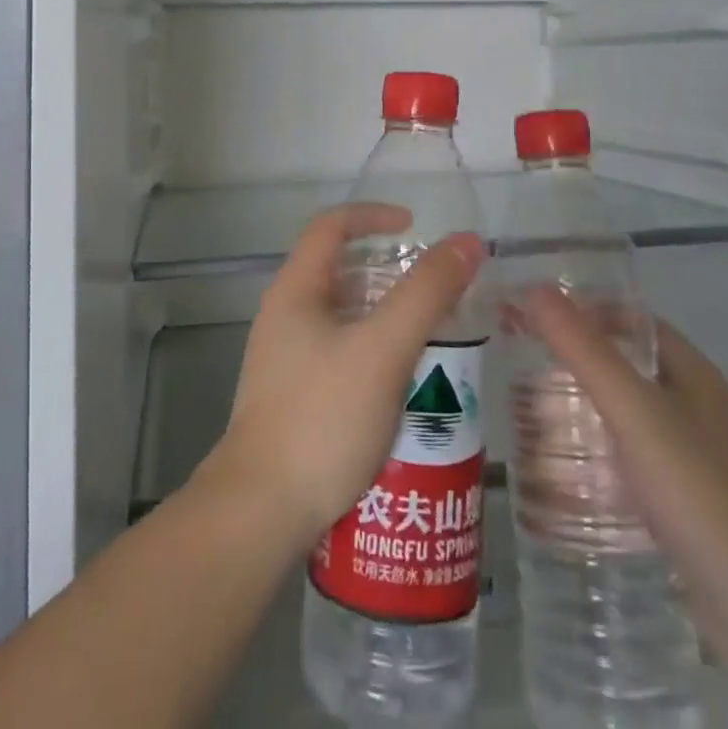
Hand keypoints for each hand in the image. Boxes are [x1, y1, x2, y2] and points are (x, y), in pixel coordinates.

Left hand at [205, 204, 486, 549]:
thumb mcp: (383, 350)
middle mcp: (284, 316)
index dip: (372, 215)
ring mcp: (284, 359)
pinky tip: (403, 388)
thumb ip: (426, 294)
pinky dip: (374, 353)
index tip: (414, 227)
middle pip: (338, 271)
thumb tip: (467, 242)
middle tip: (432, 291)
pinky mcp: (293, 397)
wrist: (260, 513)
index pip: (330, 226)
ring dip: (384, 317)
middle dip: (387, 272)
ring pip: (342, 317)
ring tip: (431, 338)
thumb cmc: (321, 418)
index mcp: (295, 290)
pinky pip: (339, 355)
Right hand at [521, 288, 727, 669]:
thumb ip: (584, 350)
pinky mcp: (680, 508)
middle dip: (570, 361)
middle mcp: (690, 407)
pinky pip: (625, 465)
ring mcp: (688, 460)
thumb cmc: (701, 491)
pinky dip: (591, 460)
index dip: (580, 308)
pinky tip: (556, 474)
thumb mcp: (635, 411)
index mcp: (688, 372)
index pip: (627, 319)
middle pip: (621, 366)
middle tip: (514, 361)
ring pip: (621, 417)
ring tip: (522, 413)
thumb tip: (534, 289)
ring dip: (577, 411)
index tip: (528, 311)